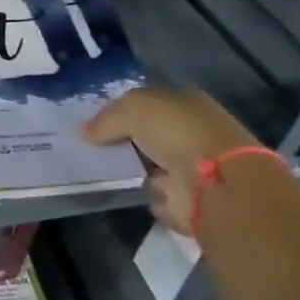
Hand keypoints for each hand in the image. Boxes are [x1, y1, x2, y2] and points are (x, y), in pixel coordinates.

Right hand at [81, 87, 264, 234]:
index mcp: (186, 102)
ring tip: (106, 171)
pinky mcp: (193, 198)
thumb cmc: (178, 132)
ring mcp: (196, 166)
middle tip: (93, 147)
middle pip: (149, 134)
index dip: (122, 108)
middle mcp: (193, 132)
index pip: (149, 101)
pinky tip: (134, 191)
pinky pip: (161, 195)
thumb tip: (83, 132)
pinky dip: (150, 196)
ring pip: (154, 165)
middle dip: (126, 141)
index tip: (94, 120)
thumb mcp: (132, 109)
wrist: (217, 183)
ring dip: (137, 171)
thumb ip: (106, 118)